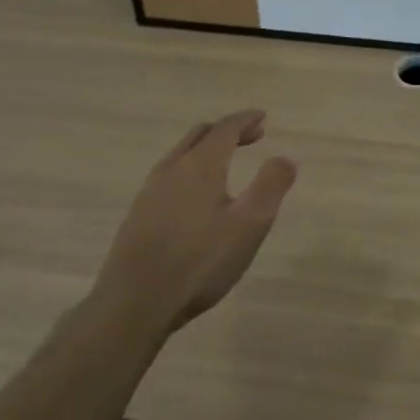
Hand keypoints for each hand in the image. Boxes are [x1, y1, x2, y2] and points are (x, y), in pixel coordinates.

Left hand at [91, 109, 298, 336]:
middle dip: (228, 131)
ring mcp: (150, 192)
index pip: (225, 129)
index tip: (262, 117)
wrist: (135, 303)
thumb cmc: (200, 261)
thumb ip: (271, 186)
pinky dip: (190, 169)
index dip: (245, 120)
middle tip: (252, 136)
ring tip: (226, 162)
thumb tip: (285, 157)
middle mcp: (172, 170)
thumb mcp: (249, 224)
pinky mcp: (138, 215)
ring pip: (181, 155)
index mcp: (201, 166)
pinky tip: (196, 196)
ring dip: (207, 149)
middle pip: (200, 136)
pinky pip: (169, 176)